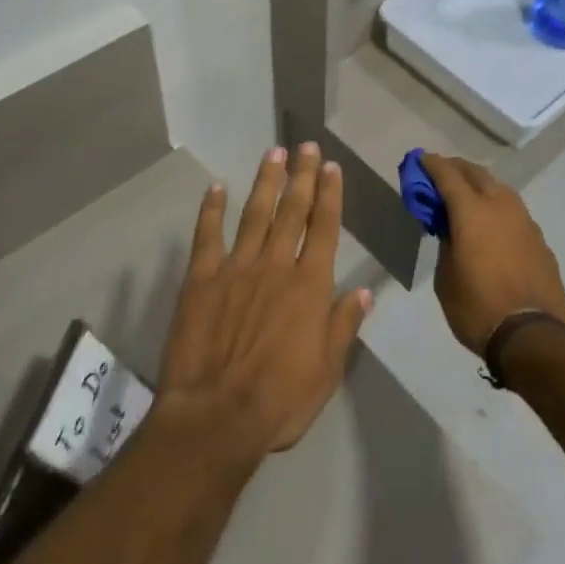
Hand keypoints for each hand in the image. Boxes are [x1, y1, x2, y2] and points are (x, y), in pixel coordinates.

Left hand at [157, 143, 372, 464]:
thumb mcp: (327, 370)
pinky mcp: (201, 280)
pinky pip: (208, 236)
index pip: (324, 228)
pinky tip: (217, 187)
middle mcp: (275, 266)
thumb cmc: (280, 400)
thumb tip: (364, 290)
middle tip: (306, 145)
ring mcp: (236, 268)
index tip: (331, 167)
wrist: (216, 418)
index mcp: (309, 285)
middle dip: (302, 176)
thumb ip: (344, 325)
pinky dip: (212, 210)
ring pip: (255, 214)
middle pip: (292, 211)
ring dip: (266, 182)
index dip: (329, 195)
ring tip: (274, 153)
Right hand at [422, 154, 564, 355]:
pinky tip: (492, 226)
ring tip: (466, 197)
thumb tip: (450, 229)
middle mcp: (501, 206)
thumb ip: (445, 244)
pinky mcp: (540, 239)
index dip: (431, 165)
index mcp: (472, 211)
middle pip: (476, 173)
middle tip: (441, 175)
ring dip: (480, 186)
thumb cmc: (478, 308)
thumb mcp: (446, 278)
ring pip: (499, 189)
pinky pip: (513, 212)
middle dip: (456, 169)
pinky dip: (497, 209)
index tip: (420, 159)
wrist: (532, 336)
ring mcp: (525, 221)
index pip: (448, 175)